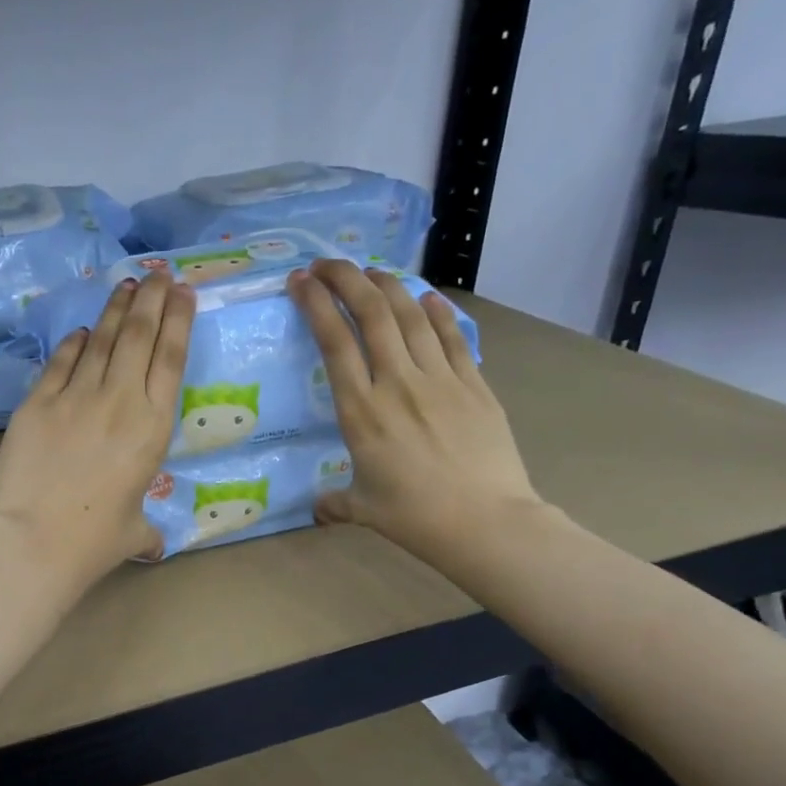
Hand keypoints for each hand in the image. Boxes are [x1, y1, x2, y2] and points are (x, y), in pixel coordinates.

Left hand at [0, 273, 195, 584]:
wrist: (34, 539)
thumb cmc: (93, 541)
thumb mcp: (133, 533)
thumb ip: (146, 530)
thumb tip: (153, 546)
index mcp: (152, 427)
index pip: (171, 358)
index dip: (179, 319)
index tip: (183, 291)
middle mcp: (119, 400)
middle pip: (139, 335)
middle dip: (152, 298)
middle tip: (158, 272)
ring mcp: (75, 396)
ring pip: (101, 339)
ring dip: (116, 308)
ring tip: (127, 285)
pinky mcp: (38, 401)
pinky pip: (61, 361)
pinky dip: (73, 342)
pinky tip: (80, 329)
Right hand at [288, 259, 541, 565]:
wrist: (485, 521)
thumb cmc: (415, 517)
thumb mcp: (363, 509)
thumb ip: (335, 502)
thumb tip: (320, 510)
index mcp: (361, 412)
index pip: (334, 343)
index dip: (316, 305)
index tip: (300, 281)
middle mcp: (396, 384)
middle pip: (371, 314)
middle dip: (346, 279)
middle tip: (328, 264)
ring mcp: (439, 379)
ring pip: (410, 316)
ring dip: (388, 286)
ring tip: (370, 272)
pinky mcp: (474, 384)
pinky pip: (452, 337)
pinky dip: (436, 313)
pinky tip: (425, 298)